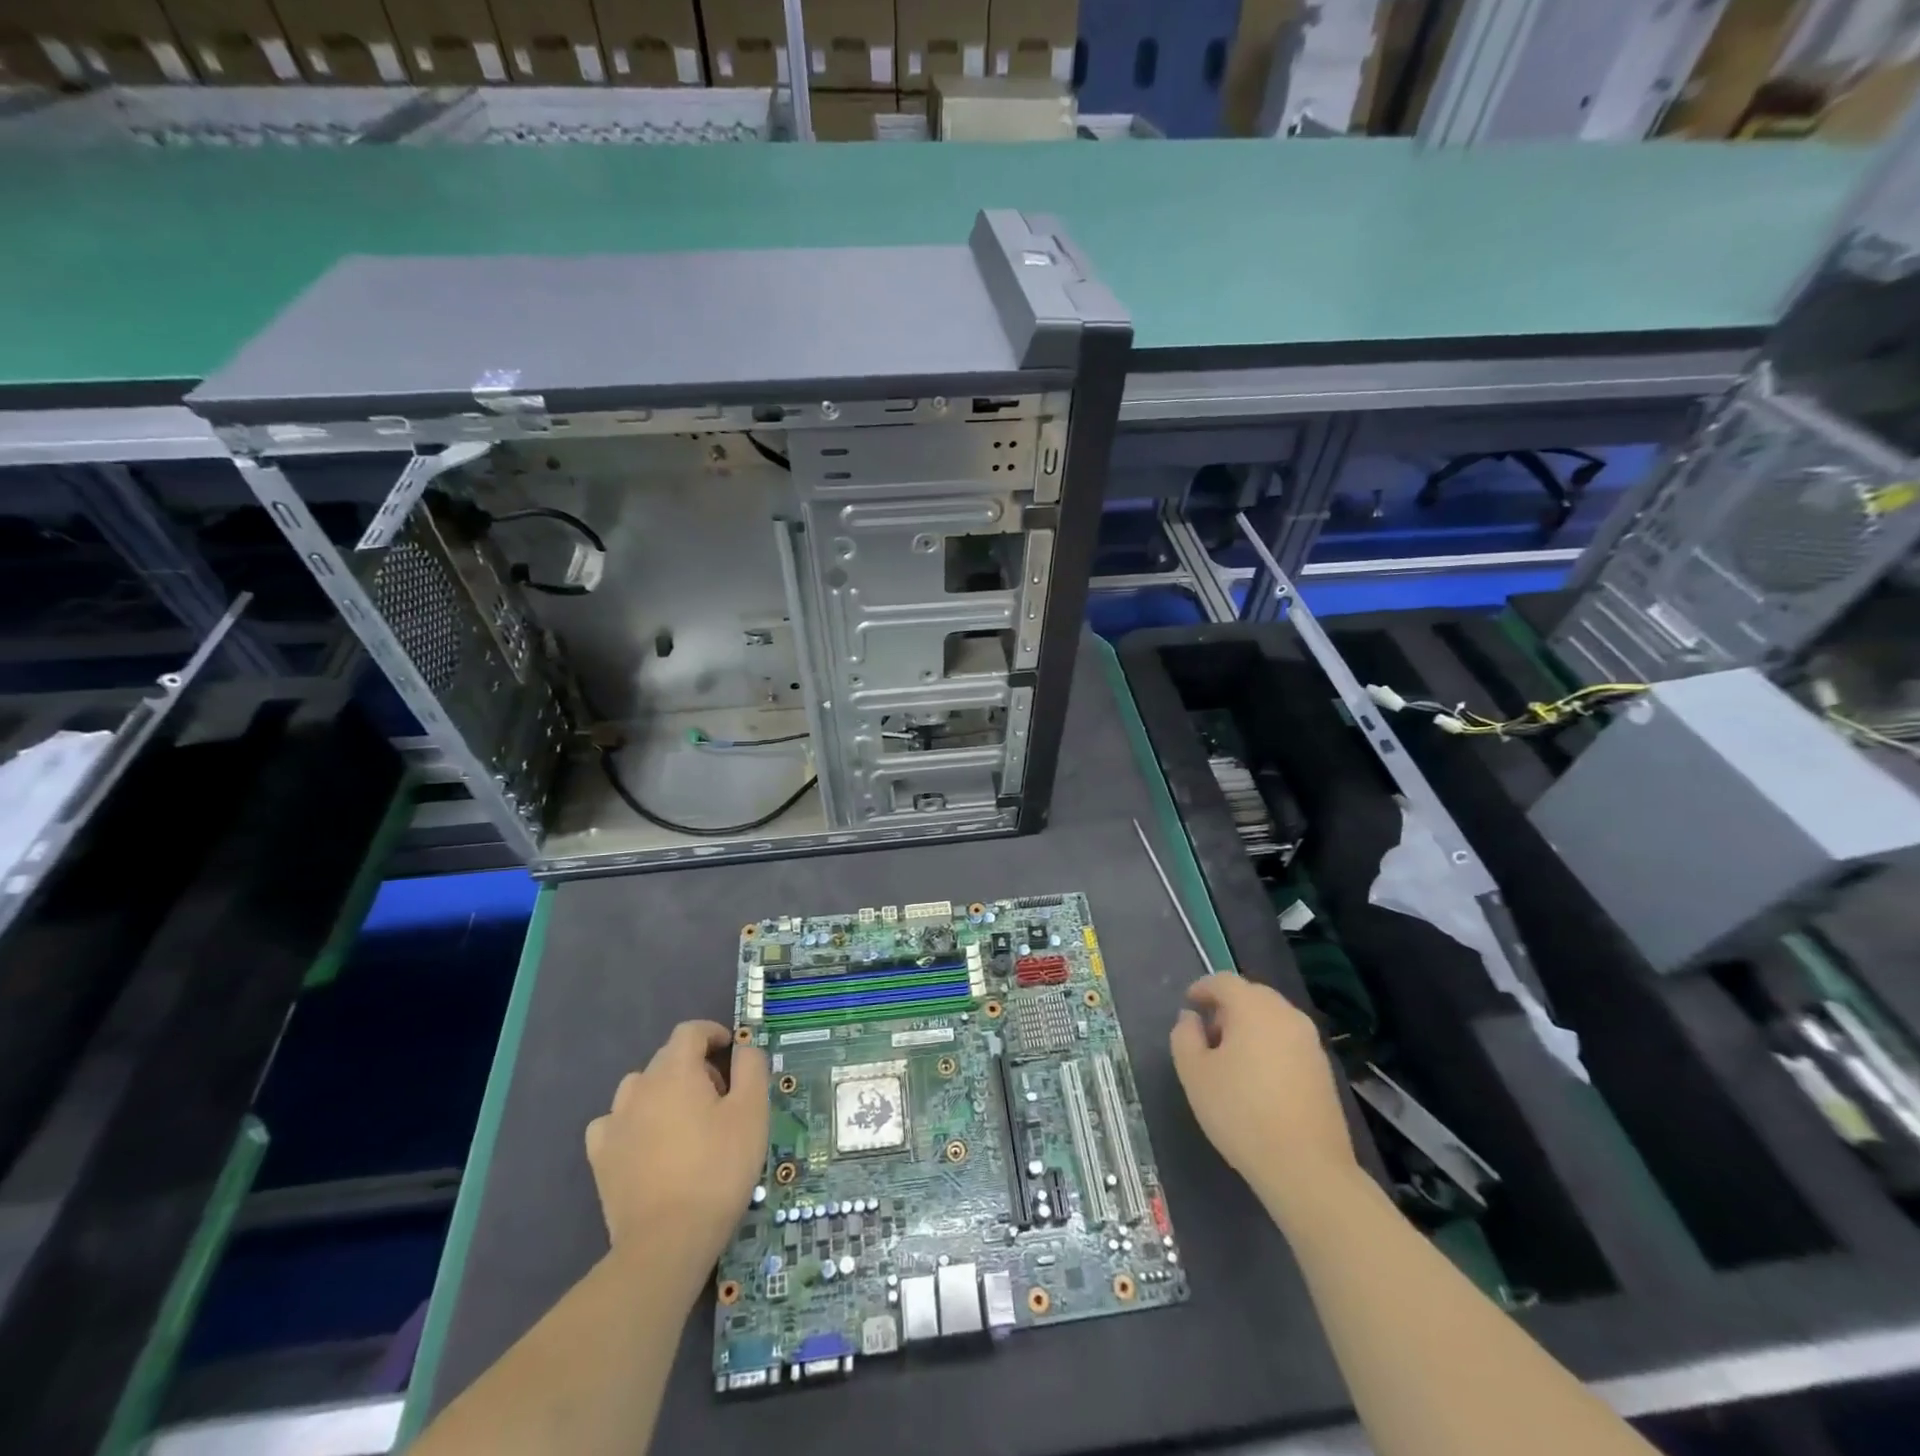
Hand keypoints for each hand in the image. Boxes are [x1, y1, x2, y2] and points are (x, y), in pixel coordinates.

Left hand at [586, 1021, 768, 1277]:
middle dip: (695, 1065)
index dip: (712, 1033)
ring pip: (640, 1088)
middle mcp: (639, 1087)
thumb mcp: (752, 1112)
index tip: (731, 1049)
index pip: (690, 1031)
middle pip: (667, 1058)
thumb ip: (751, 1068)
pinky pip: (615, 1122)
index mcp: (675, 1071)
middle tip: (721, 1095)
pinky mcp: (600, 1157)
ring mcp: (614, 1122)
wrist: (668, 1241)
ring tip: (685, 1121)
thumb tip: (743, 1047)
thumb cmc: (718, 1169)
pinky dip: (633, 1122)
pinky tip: (648, 1143)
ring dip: (663, 1091)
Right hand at [1170, 974, 1357, 1216]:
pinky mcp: (1324, 1069)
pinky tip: (1258, 1078)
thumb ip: (1185, 1036)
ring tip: (1232, 1058)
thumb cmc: (1240, 1113)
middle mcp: (1286, 1015)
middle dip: (1227, 1007)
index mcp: (1254, 1008)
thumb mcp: (1194, 1073)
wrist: (1306, 1168)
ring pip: (1273, 1018)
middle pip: (1252, 995)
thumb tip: (1192, 1018)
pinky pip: (1289, 1041)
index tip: (1188, 1005)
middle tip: (1208, 1033)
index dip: (1202, 988)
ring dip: (1249, 1026)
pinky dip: (1269, 1045)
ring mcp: (1311, 1042)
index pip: (1224, 981)